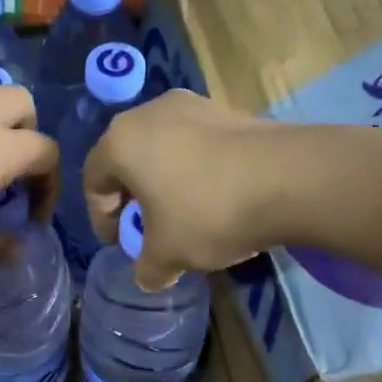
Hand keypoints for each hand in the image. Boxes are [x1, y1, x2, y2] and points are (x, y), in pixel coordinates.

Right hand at [83, 90, 284, 291]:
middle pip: (127, 160)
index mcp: (121, 141)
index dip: (101, 218)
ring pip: (163, 150)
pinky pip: (196, 145)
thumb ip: (147, 268)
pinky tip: (216, 200)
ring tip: (184, 217)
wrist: (289, 179)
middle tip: (147, 230)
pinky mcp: (228, 110)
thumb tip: (148, 276)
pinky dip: (195, 172)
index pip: (93, 181)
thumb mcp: (168, 255)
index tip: (120, 243)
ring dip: (165, 184)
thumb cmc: (208, 213)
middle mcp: (150, 112)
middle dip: (133, 199)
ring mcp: (192, 105)